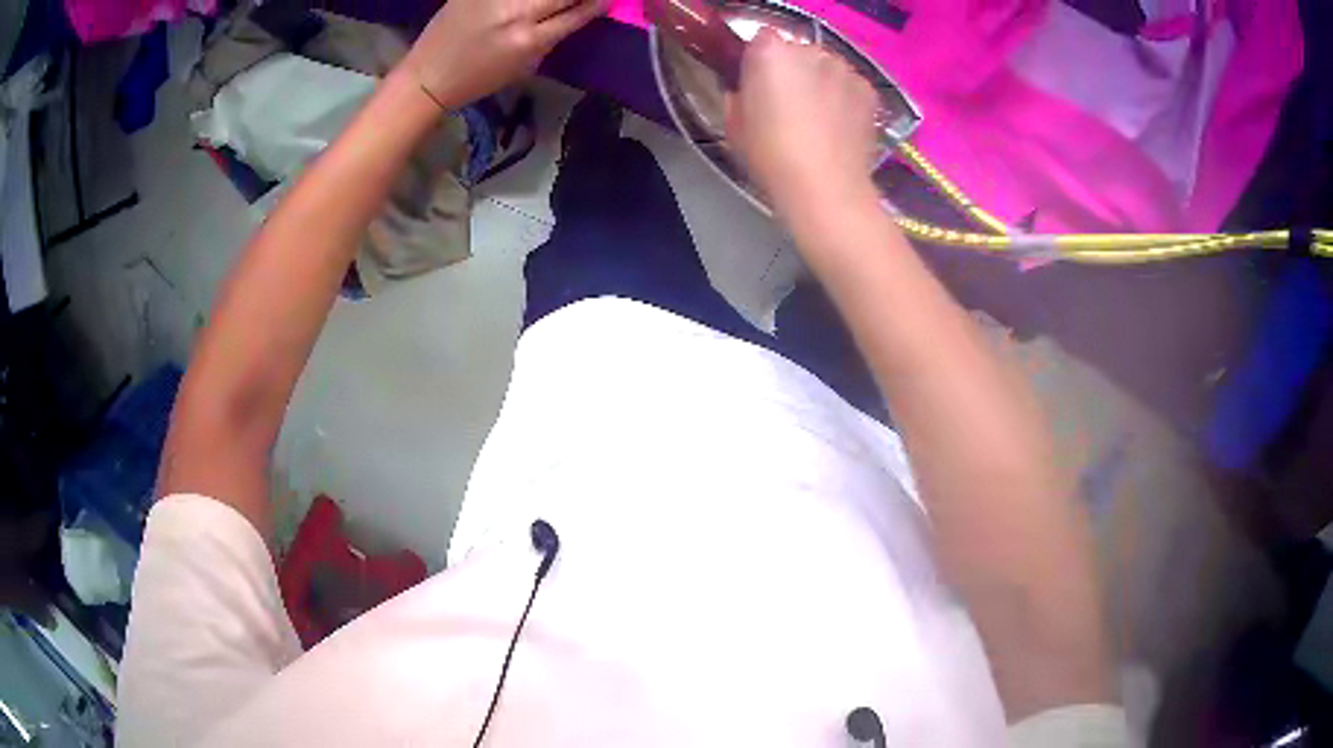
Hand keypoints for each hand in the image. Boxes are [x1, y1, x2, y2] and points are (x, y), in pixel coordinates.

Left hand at [406, 0, 609, 109]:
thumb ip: (550, 37)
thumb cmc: (477, 80)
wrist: (428, 76)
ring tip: (552, 2)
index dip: (599, 4)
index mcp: (529, 40)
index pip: (578, 13)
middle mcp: (516, 13)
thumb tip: (577, 14)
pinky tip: (529, 2)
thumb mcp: (522, 67)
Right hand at [727, 30, 879, 213]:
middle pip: (797, 50)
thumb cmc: (771, 157)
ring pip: (826, 66)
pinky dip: (845, 97)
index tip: (758, 84)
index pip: (762, 38)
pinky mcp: (868, 89)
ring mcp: (844, 68)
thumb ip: (739, 96)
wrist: (825, 187)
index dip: (759, 61)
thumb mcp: (735, 126)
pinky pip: (850, 85)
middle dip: (793, 70)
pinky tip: (839, 125)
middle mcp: (809, 50)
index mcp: (770, 52)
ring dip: (821, 82)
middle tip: (789, 104)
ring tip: (818, 117)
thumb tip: (747, 92)